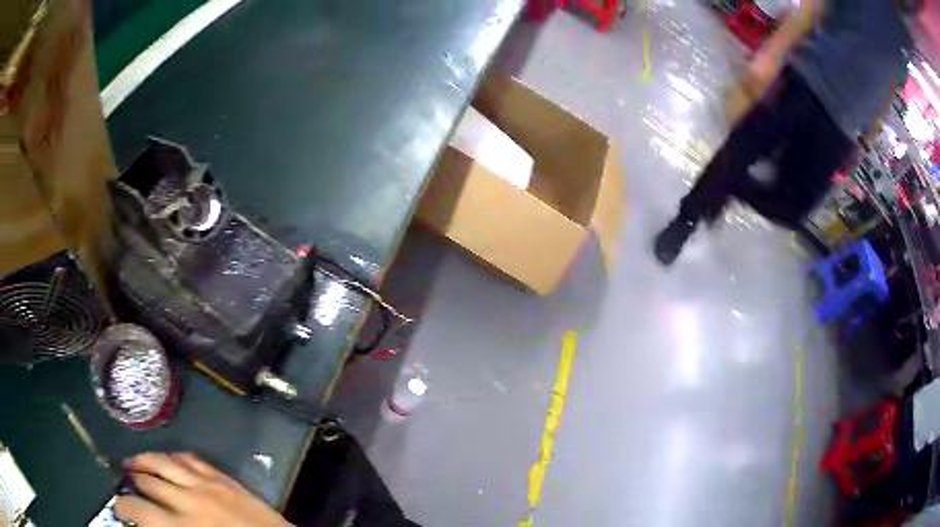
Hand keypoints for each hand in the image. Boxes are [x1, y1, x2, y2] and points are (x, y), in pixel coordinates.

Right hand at [115, 452, 292, 526]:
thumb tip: (148, 524)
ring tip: (134, 461)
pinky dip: (176, 456)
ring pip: (165, 462)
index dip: (124, 508)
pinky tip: (169, 458)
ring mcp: (209, 486)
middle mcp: (189, 501)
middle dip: (133, 480)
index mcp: (181, 526)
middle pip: (148, 481)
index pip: (139, 510)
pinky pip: (194, 460)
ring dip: (146, 460)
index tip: (120, 509)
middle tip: (126, 482)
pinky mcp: (227, 480)